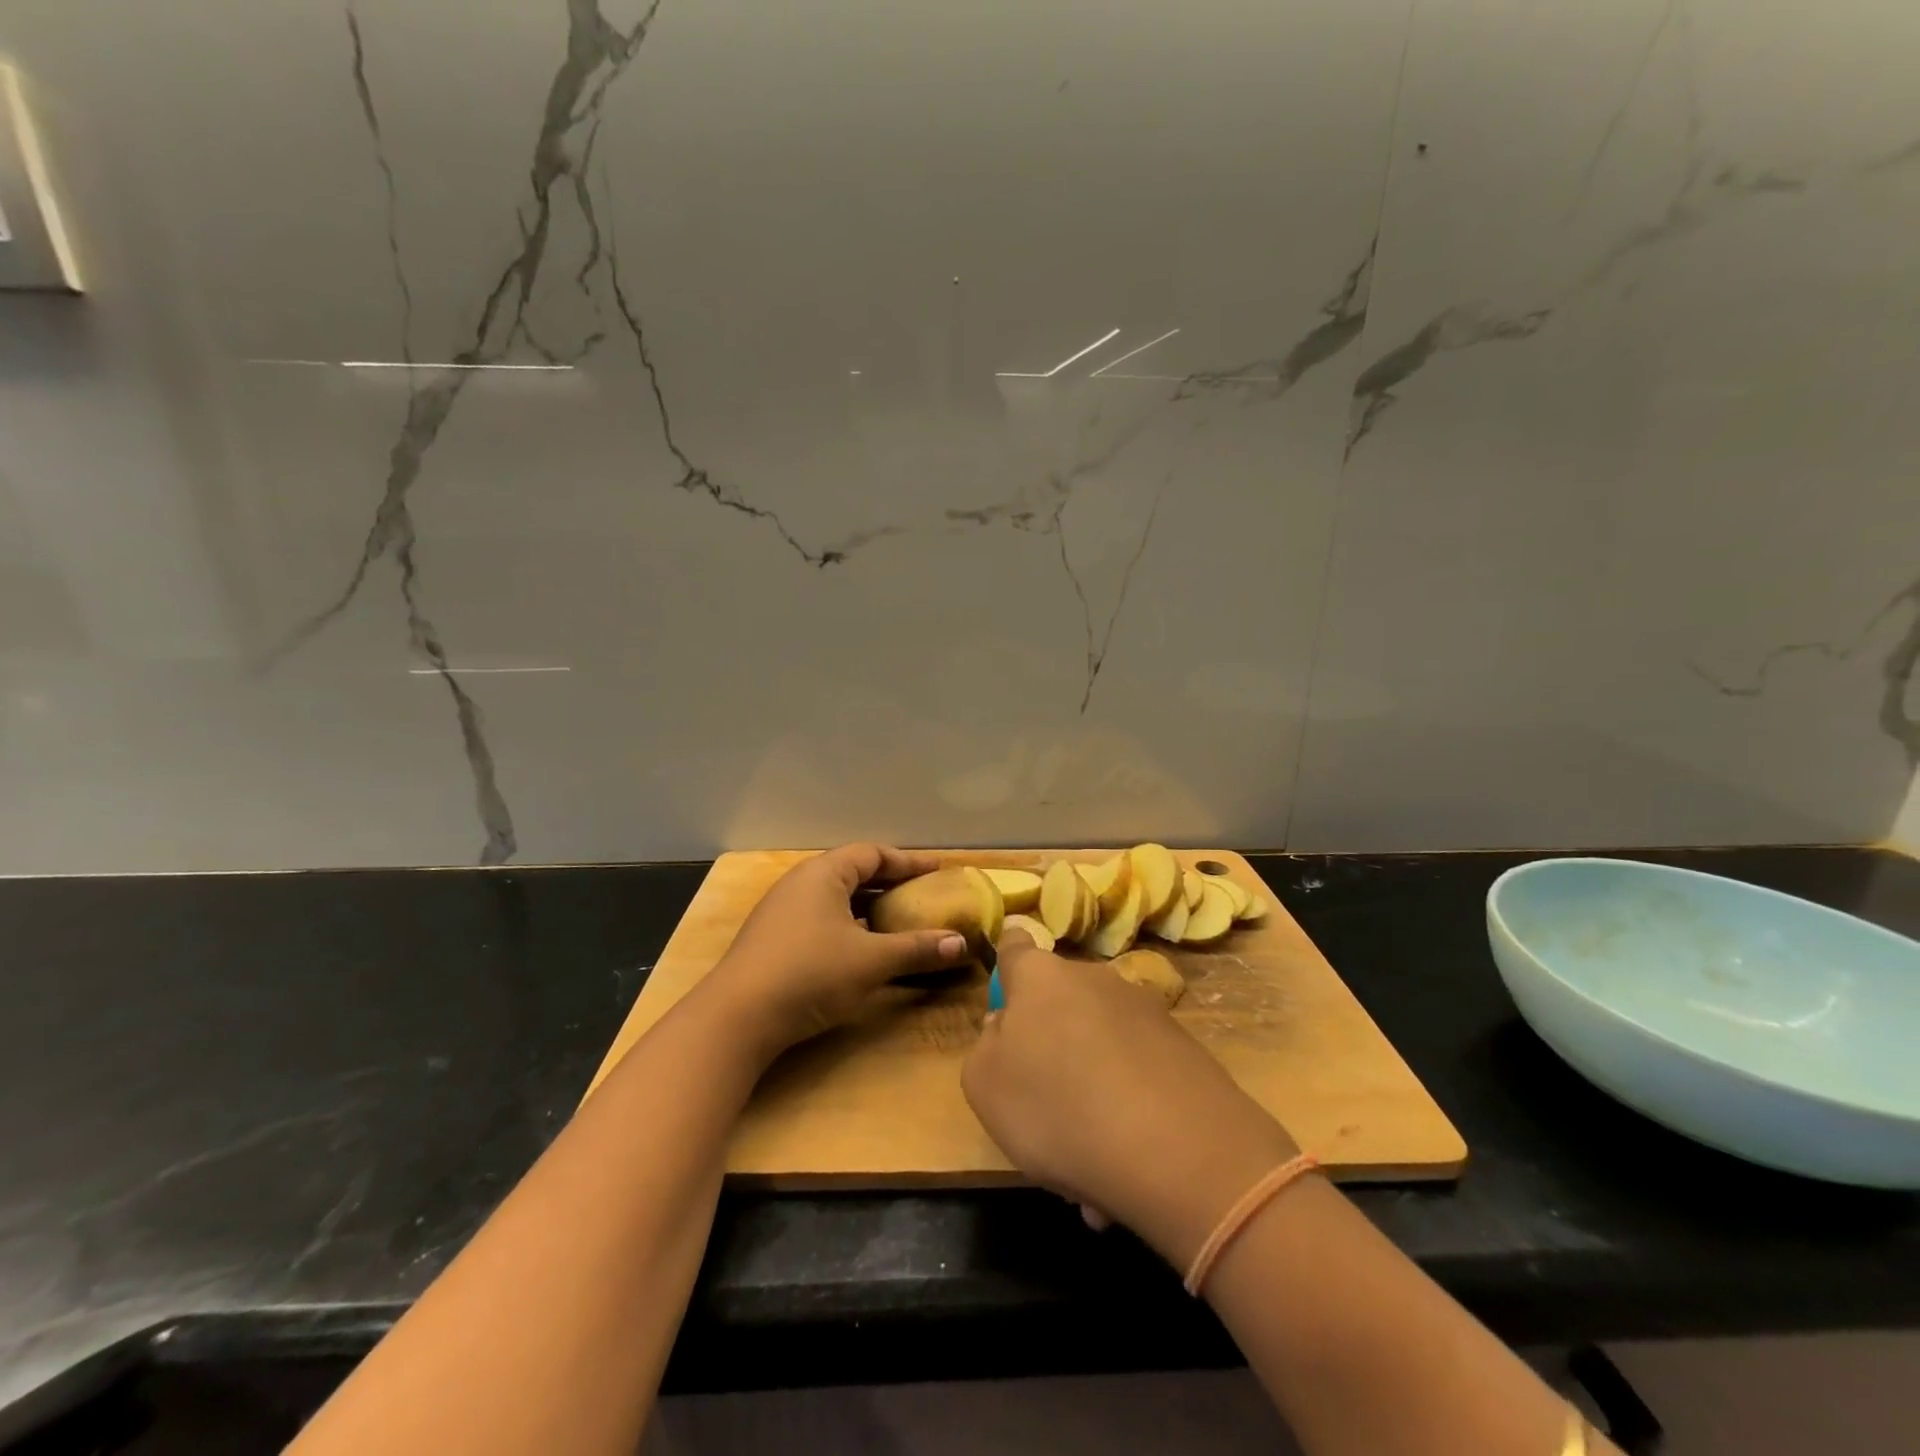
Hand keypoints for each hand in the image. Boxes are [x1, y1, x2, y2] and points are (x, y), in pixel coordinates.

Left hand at [699, 844, 973, 1059]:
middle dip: (891, 884)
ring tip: (900, 921)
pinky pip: (822, 920)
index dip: (908, 862)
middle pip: (854, 873)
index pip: (872, 854)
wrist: (736, 1018)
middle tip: (924, 896)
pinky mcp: (774, 940)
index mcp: (823, 874)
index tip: (938, 870)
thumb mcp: (871, 961)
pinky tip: (863, 949)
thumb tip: (960, 944)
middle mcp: (801, 884)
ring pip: (837, 899)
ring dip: (870, 908)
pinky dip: (850, 926)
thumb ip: (916, 949)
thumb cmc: (810, 974)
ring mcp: (783, 912)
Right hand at [962, 931, 1297, 1270]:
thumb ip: (986, 1047)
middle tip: (1043, 1109)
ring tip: (1089, 1163)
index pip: (1015, 946)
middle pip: (1061, 1003)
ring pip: (1100, 1046)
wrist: (1177, 1150)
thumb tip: (1006, 1027)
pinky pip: (1137, 1075)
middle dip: (1051, 1047)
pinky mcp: (1185, 1047)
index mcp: (1040, 977)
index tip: (1008, 990)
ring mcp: (1145, 1010)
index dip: (1008, 961)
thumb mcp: (986, 1087)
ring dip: (1090, 1089)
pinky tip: (1127, 1168)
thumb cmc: (1058, 1108)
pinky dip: (1128, 1110)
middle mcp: (1094, 979)